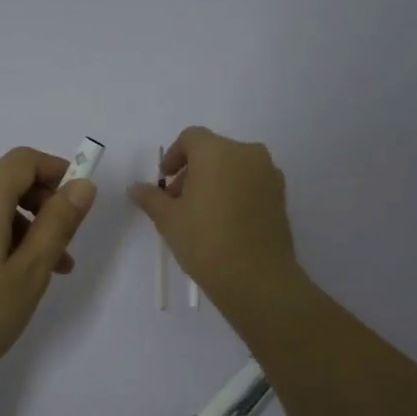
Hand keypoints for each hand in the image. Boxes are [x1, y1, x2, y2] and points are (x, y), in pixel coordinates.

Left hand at [0, 147, 97, 408]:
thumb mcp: (31, 271)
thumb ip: (58, 223)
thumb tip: (82, 184)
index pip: (22, 160)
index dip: (56, 170)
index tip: (80, 201)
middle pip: (6, 180)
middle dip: (43, 204)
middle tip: (67, 245)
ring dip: (25, 225)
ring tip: (48, 271)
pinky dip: (0, 236)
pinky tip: (13, 276)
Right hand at [128, 126, 299, 312]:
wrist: (256, 277)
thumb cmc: (205, 241)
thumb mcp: (168, 219)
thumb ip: (151, 197)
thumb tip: (135, 187)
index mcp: (216, 151)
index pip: (191, 138)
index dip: (174, 155)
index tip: (165, 180)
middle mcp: (247, 153)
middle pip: (214, 151)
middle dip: (193, 170)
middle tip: (179, 201)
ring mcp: (268, 174)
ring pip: (234, 166)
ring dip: (215, 180)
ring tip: (202, 214)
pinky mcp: (281, 195)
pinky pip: (252, 182)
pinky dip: (235, 191)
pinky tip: (225, 221)